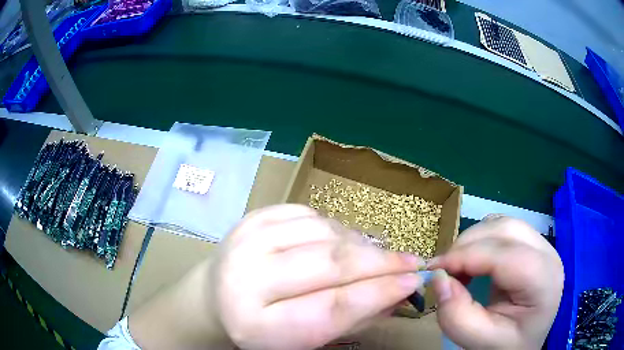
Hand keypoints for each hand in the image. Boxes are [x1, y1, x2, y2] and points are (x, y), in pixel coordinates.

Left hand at [210, 204, 425, 349]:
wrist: (215, 298)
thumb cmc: (263, 329)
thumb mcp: (305, 339)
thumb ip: (353, 318)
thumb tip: (400, 291)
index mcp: (258, 323)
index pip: (331, 306)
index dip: (379, 292)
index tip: (413, 281)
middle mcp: (247, 277)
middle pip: (330, 262)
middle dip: (380, 262)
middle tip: (410, 262)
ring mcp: (247, 240)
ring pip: (325, 232)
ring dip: (359, 245)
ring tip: (372, 258)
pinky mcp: (252, 218)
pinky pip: (310, 214)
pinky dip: (335, 229)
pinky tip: (339, 243)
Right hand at [428, 216, 563, 349]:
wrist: (523, 344)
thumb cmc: (505, 346)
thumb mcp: (478, 341)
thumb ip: (456, 316)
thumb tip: (439, 279)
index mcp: (543, 282)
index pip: (505, 255)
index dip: (466, 256)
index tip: (434, 270)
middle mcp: (548, 255)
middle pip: (507, 230)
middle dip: (469, 244)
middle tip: (444, 269)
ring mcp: (543, 246)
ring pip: (505, 224)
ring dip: (475, 240)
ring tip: (458, 267)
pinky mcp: (534, 245)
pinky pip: (505, 229)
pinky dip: (483, 239)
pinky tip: (475, 261)